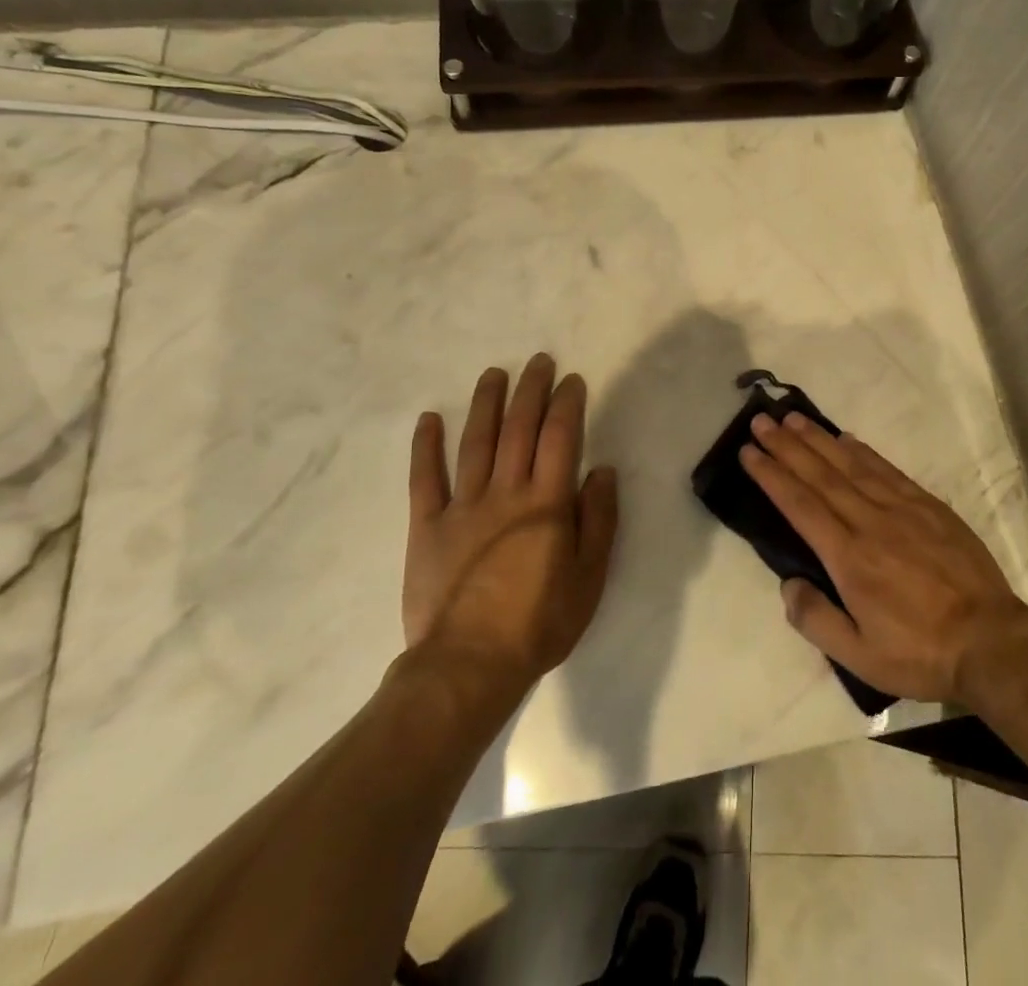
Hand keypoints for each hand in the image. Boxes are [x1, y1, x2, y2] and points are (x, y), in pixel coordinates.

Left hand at [402, 355, 618, 698]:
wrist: (469, 666)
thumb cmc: (540, 622)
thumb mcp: (590, 577)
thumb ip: (599, 520)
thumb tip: (602, 471)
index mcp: (547, 503)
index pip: (560, 437)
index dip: (567, 404)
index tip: (571, 380)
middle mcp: (506, 492)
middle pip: (518, 429)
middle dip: (530, 390)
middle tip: (537, 361)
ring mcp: (462, 506)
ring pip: (475, 442)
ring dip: (485, 404)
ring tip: (494, 374)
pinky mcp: (427, 526)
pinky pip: (425, 479)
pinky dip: (426, 447)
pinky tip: (429, 419)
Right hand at [741, 412, 1027, 703]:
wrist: (990, 640)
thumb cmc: (920, 652)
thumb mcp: (860, 656)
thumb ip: (816, 619)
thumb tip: (788, 583)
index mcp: (848, 558)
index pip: (800, 505)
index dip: (771, 475)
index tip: (749, 451)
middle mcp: (869, 522)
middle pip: (820, 475)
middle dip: (786, 445)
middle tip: (761, 420)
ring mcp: (901, 508)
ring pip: (850, 464)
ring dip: (818, 439)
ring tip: (793, 417)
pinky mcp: (928, 505)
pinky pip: (886, 469)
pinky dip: (862, 451)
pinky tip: (846, 438)